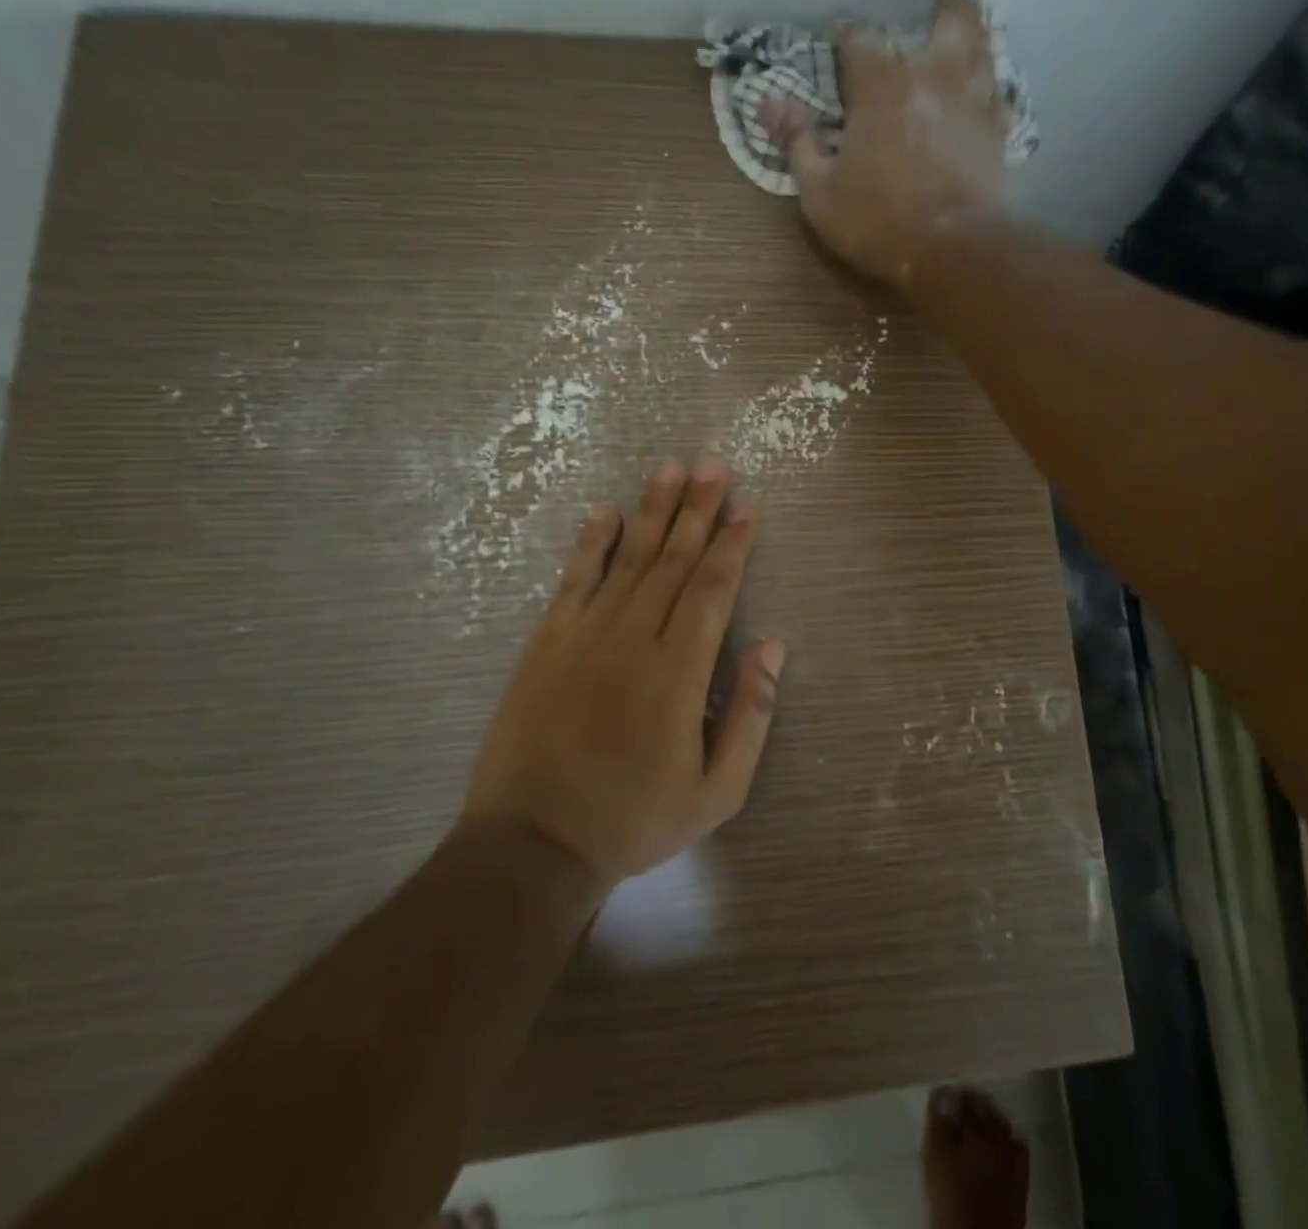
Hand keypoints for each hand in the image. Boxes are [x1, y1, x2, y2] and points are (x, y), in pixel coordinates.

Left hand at [465, 458, 785, 887]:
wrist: (534, 843)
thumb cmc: (635, 819)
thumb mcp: (717, 789)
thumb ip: (751, 714)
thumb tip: (773, 646)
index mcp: (680, 671)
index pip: (713, 589)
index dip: (732, 545)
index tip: (747, 508)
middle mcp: (635, 637)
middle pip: (674, 559)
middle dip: (698, 509)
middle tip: (714, 464)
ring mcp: (586, 635)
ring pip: (629, 558)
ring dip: (652, 510)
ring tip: (670, 468)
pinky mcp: (548, 642)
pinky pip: (574, 580)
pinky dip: (590, 543)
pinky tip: (605, 512)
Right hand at [761, 0, 1011, 291]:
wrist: (953, 251)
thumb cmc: (879, 222)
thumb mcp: (821, 192)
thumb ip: (798, 143)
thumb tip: (767, 102)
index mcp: (882, 85)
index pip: (860, 41)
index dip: (847, 37)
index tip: (840, 38)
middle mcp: (933, 78)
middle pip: (947, 20)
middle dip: (943, 0)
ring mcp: (972, 104)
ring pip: (983, 49)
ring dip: (978, 28)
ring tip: (974, 17)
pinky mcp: (998, 136)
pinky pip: (1000, 99)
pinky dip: (994, 88)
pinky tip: (992, 90)